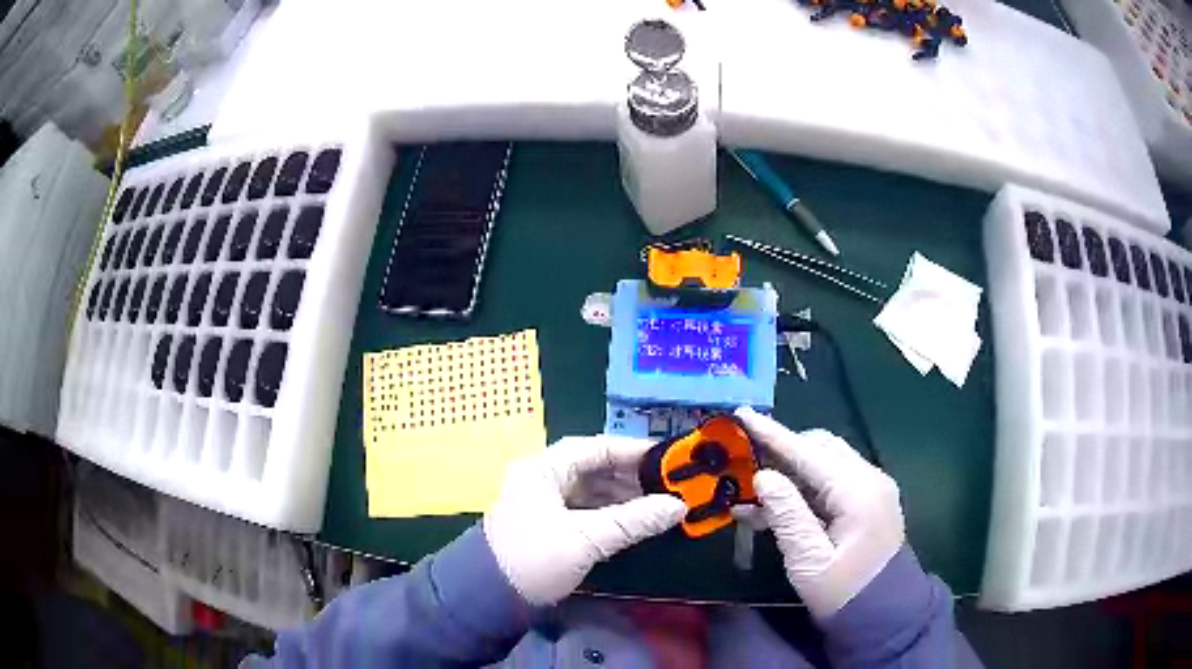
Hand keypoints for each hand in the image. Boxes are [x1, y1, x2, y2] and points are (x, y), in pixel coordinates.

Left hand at [483, 435, 686, 605]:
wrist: (490, 597)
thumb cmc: (535, 559)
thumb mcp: (586, 538)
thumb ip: (634, 521)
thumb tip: (678, 506)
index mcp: (543, 469)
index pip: (596, 447)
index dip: (634, 451)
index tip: (669, 459)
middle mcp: (542, 478)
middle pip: (594, 468)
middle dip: (631, 477)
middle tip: (669, 485)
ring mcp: (542, 502)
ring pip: (590, 490)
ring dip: (622, 497)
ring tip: (658, 504)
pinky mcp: (546, 525)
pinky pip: (584, 509)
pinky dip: (609, 513)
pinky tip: (633, 522)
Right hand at [735, 407, 904, 618]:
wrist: (883, 614)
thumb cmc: (843, 594)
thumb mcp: (809, 561)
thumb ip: (787, 516)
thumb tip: (764, 477)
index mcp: (858, 492)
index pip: (809, 453)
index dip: (773, 434)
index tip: (742, 414)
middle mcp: (869, 479)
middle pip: (820, 448)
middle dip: (783, 450)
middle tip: (745, 463)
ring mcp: (871, 488)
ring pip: (825, 462)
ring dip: (791, 470)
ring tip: (753, 491)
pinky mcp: (868, 501)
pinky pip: (832, 480)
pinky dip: (804, 486)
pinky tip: (774, 506)